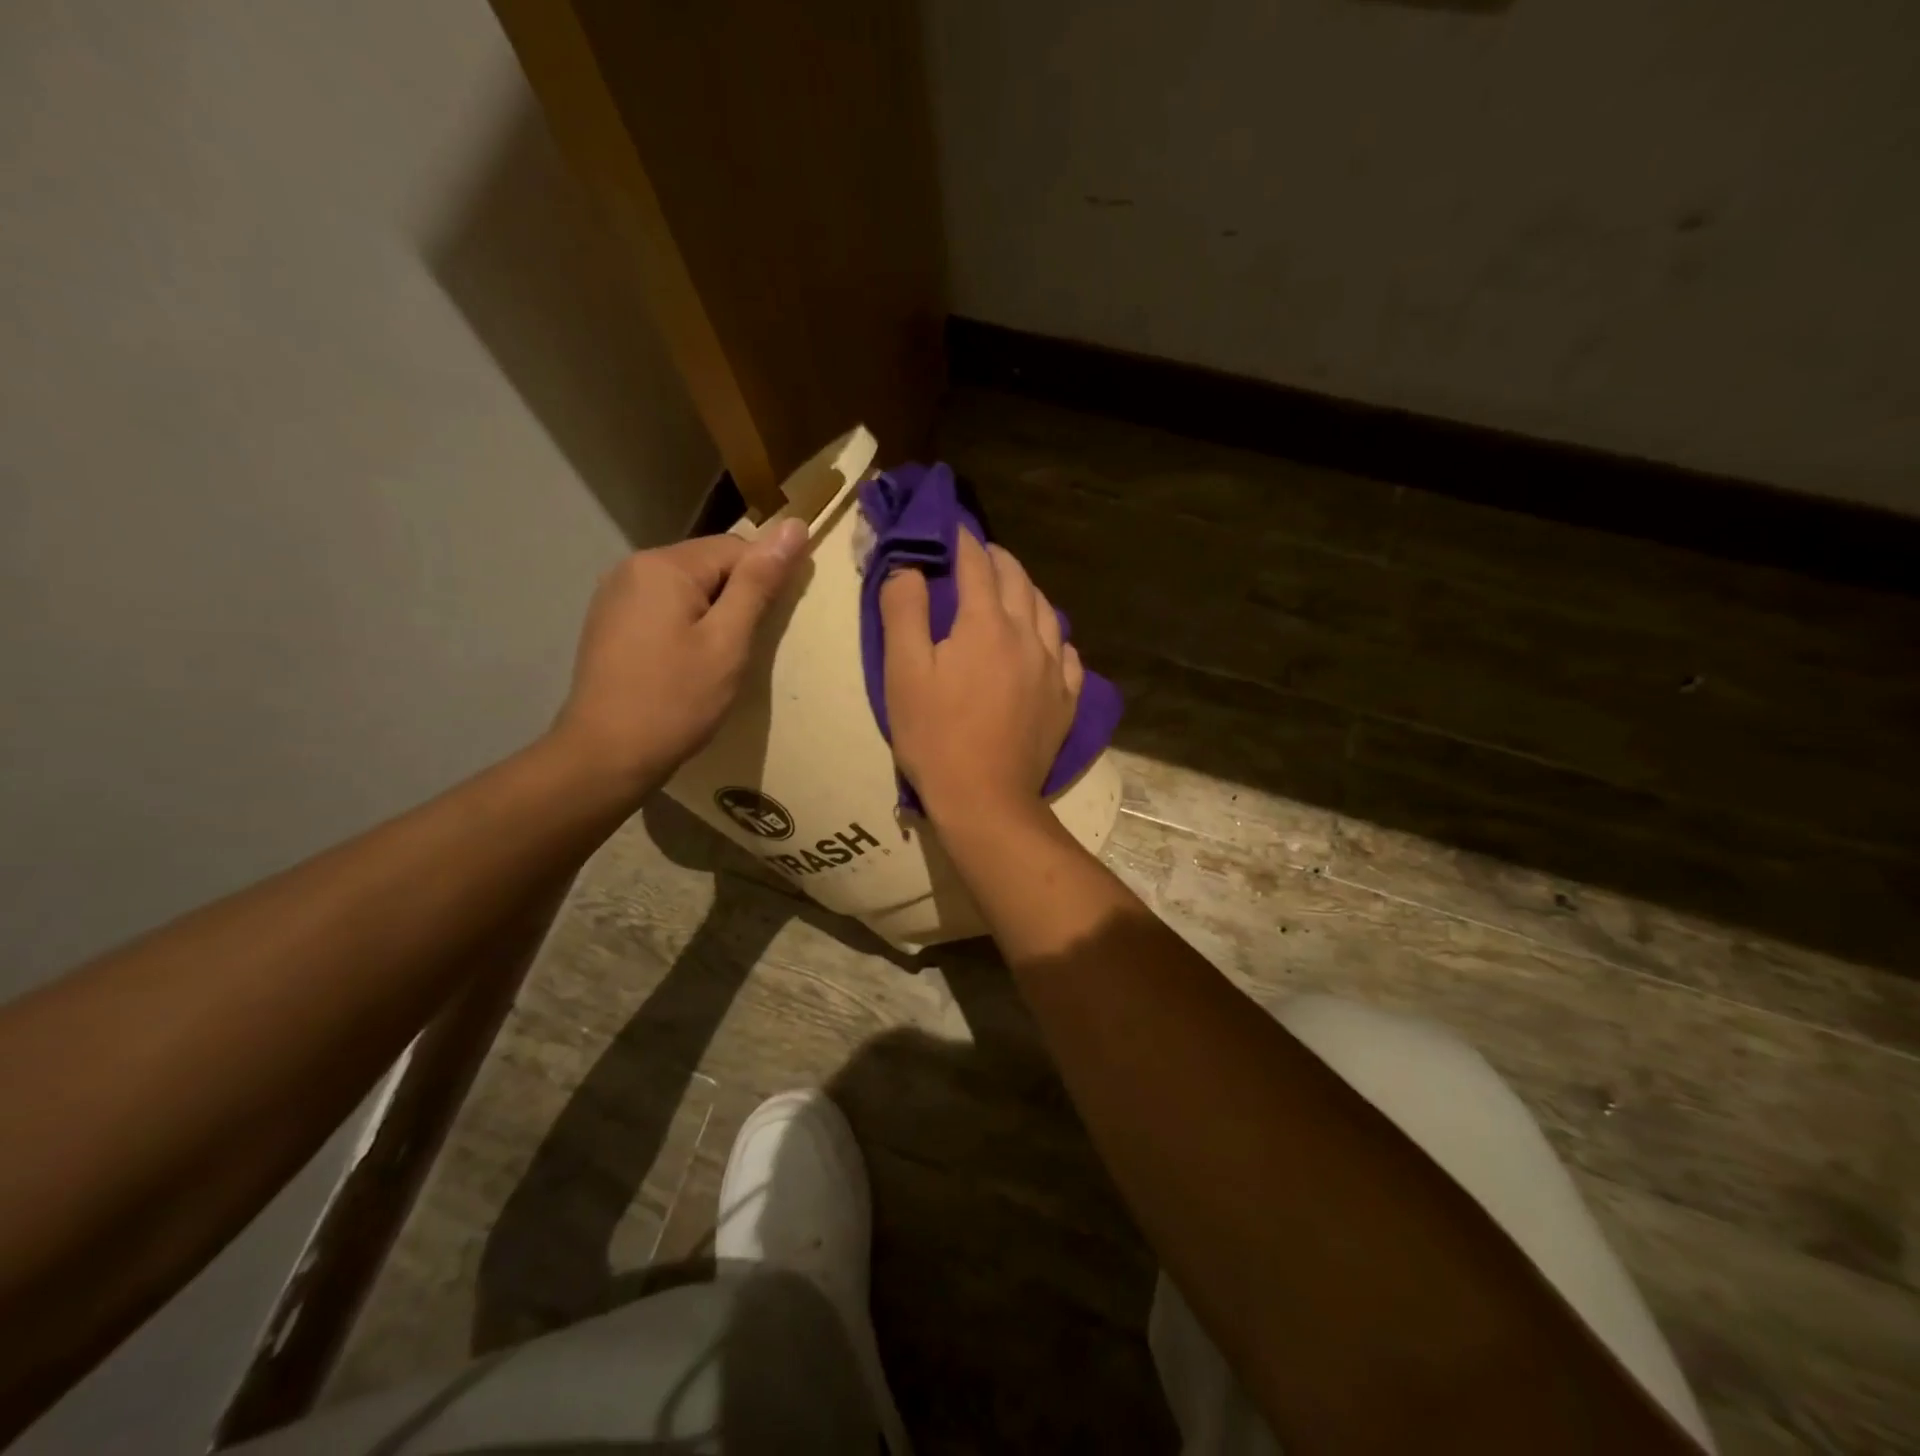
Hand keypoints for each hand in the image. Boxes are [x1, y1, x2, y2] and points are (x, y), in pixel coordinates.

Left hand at [552, 521, 806, 794]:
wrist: (606, 756)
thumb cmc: (676, 701)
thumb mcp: (728, 642)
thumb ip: (760, 582)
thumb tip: (794, 525)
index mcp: (664, 565)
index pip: (737, 548)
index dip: (764, 583)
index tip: (771, 627)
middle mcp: (633, 566)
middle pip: (709, 564)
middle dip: (737, 598)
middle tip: (743, 650)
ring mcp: (616, 594)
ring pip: (688, 587)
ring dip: (713, 613)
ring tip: (718, 660)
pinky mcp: (610, 621)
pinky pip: (664, 606)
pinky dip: (686, 625)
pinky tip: (686, 662)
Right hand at [880, 531, 1082, 823]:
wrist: (985, 799)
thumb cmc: (935, 736)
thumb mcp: (903, 672)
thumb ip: (904, 611)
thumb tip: (910, 566)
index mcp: (986, 624)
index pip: (977, 565)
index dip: (962, 541)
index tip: (950, 527)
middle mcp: (1029, 636)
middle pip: (1018, 581)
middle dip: (996, 560)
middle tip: (977, 555)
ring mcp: (1054, 669)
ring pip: (1047, 612)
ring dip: (1027, 592)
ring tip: (1010, 591)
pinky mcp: (1066, 700)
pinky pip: (1068, 654)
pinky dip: (1053, 637)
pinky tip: (1046, 644)